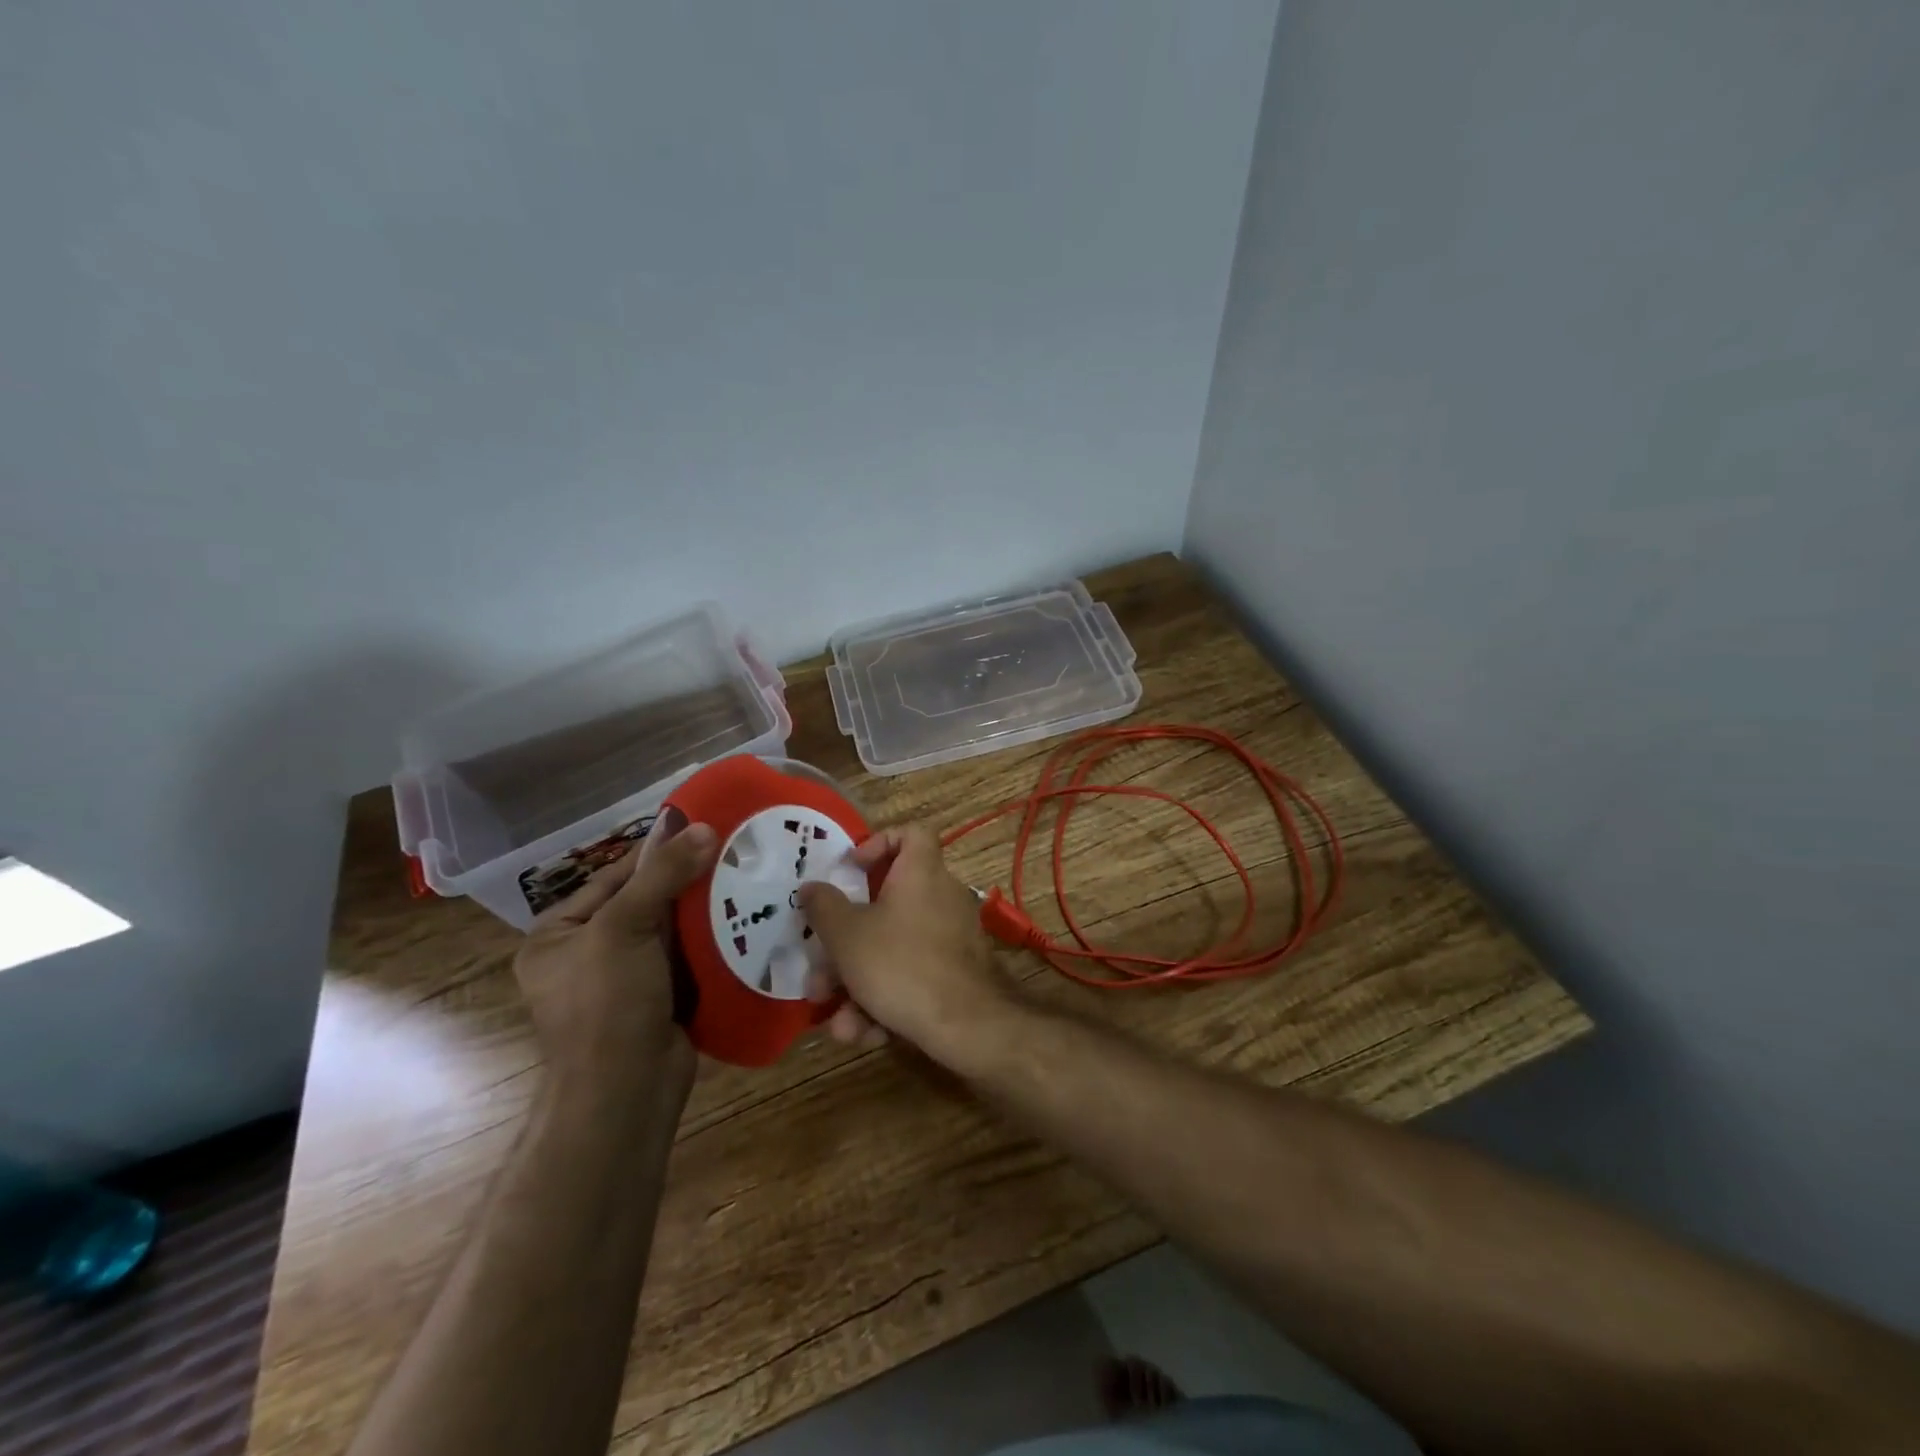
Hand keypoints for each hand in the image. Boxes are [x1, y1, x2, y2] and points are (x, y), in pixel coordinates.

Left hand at [516, 812, 717, 1093]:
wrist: (626, 1091)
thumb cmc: (607, 1003)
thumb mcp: (625, 928)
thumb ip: (663, 875)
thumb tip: (705, 826)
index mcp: (557, 935)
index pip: (611, 878)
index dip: (655, 852)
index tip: (700, 826)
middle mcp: (587, 954)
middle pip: (644, 901)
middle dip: (685, 880)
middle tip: (731, 849)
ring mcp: (625, 979)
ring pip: (670, 929)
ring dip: (703, 908)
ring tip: (746, 877)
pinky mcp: (659, 998)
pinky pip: (687, 956)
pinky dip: (711, 939)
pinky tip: (745, 918)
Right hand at [798, 823, 1022, 1068]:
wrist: (966, 1025)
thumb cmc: (900, 964)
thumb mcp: (847, 935)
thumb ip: (823, 907)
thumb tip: (811, 887)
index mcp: (920, 873)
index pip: (912, 833)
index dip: (879, 842)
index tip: (851, 868)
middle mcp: (941, 897)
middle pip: (887, 906)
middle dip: (847, 946)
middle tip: (821, 973)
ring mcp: (952, 937)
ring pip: (894, 949)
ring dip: (859, 984)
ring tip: (838, 1022)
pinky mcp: (956, 972)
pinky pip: (913, 975)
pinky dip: (887, 1000)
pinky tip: (865, 1033)